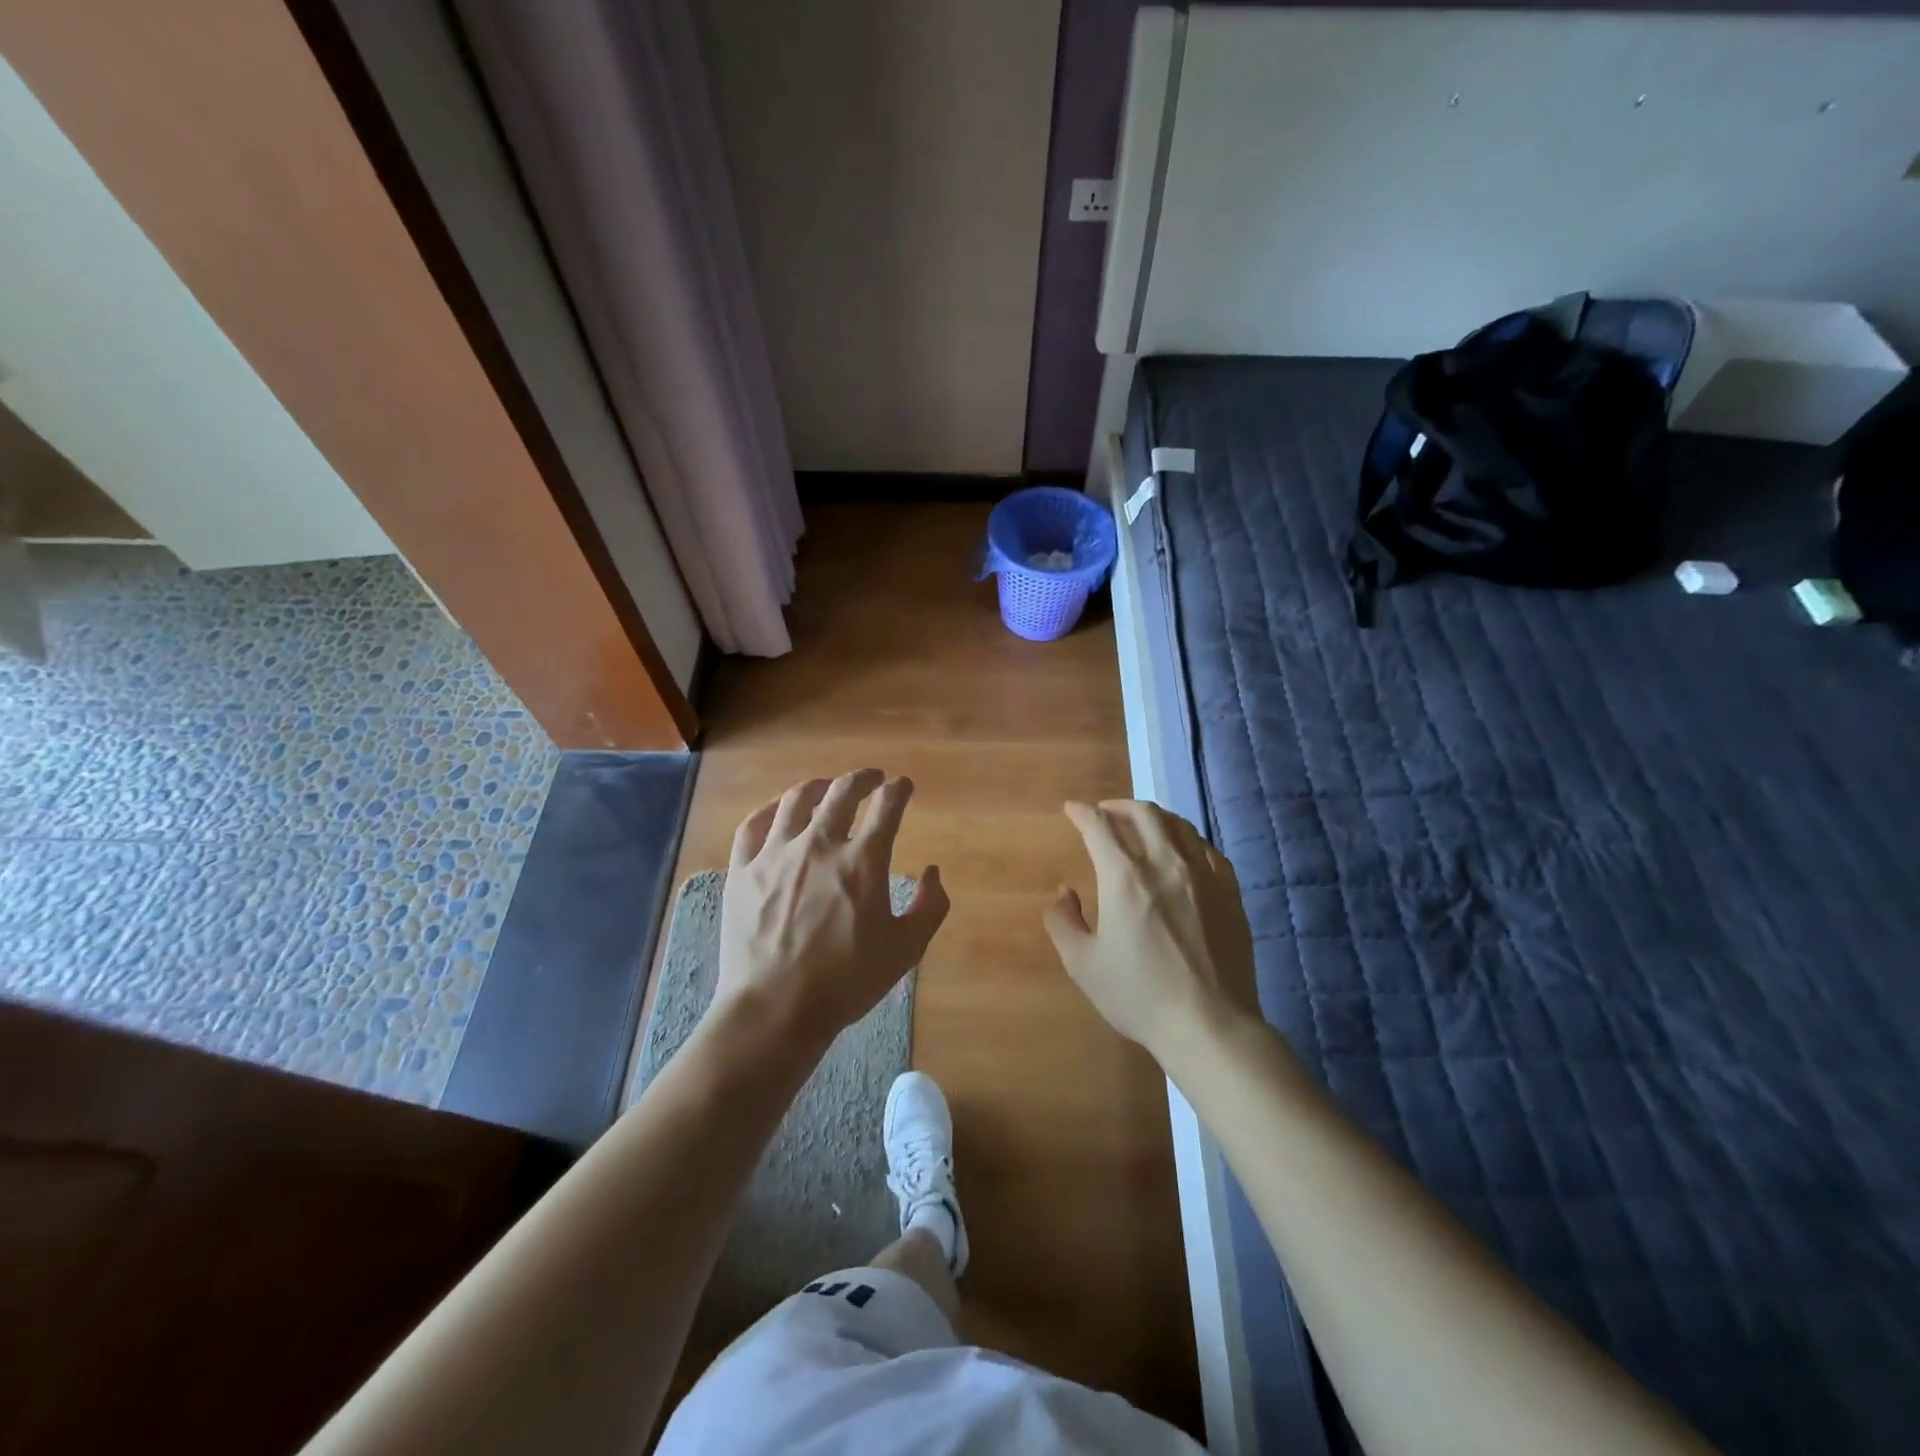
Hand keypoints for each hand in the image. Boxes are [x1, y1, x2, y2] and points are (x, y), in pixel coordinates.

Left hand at [715, 770, 948, 1050]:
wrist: (775, 1008)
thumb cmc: (846, 982)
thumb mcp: (905, 950)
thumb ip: (929, 907)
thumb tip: (932, 872)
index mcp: (863, 861)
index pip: (887, 806)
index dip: (899, 790)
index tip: (904, 787)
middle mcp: (820, 845)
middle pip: (843, 792)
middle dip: (863, 778)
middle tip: (872, 778)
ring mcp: (776, 854)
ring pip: (797, 800)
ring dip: (818, 786)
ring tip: (827, 787)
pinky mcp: (743, 870)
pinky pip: (753, 825)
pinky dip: (770, 810)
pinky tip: (779, 811)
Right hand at [1044, 799, 1261, 1066]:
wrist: (1209, 1024)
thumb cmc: (1139, 995)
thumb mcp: (1082, 964)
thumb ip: (1064, 921)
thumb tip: (1065, 892)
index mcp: (1125, 877)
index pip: (1099, 826)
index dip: (1082, 813)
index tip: (1072, 810)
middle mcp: (1165, 864)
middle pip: (1143, 813)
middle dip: (1118, 805)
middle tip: (1105, 812)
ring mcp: (1203, 875)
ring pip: (1179, 825)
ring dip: (1154, 817)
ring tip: (1142, 825)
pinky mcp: (1230, 892)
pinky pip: (1207, 850)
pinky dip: (1187, 840)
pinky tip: (1183, 852)